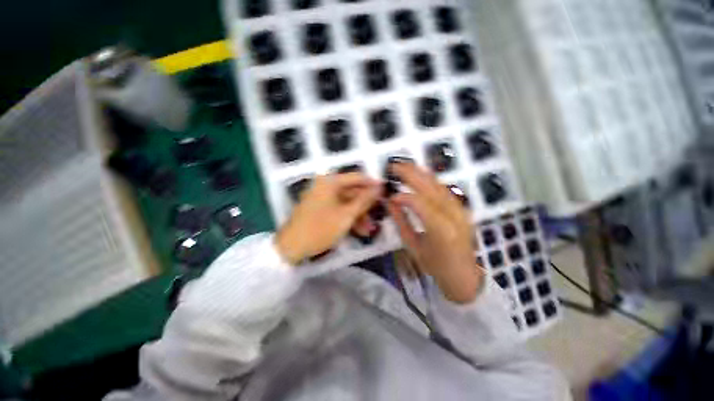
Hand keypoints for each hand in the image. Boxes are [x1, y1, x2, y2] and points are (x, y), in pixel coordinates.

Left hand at [276, 173, 379, 264]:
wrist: (290, 248)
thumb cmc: (320, 228)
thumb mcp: (346, 215)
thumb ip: (364, 200)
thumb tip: (379, 187)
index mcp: (330, 182)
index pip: (357, 177)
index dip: (373, 184)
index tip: (386, 192)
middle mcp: (325, 185)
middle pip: (352, 192)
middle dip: (366, 206)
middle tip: (379, 215)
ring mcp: (321, 197)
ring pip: (346, 203)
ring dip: (358, 215)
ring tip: (369, 230)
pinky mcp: (319, 209)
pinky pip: (338, 209)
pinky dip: (348, 218)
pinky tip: (358, 231)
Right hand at [386, 162, 484, 303]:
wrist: (463, 276)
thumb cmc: (435, 266)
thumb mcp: (413, 246)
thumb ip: (401, 221)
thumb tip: (390, 201)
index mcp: (441, 230)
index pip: (419, 203)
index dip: (402, 195)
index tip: (389, 195)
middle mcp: (454, 215)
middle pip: (430, 187)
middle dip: (410, 174)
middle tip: (394, 166)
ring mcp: (461, 210)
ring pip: (439, 185)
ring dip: (420, 173)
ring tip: (404, 166)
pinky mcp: (462, 208)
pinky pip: (444, 189)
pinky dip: (430, 180)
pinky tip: (420, 175)